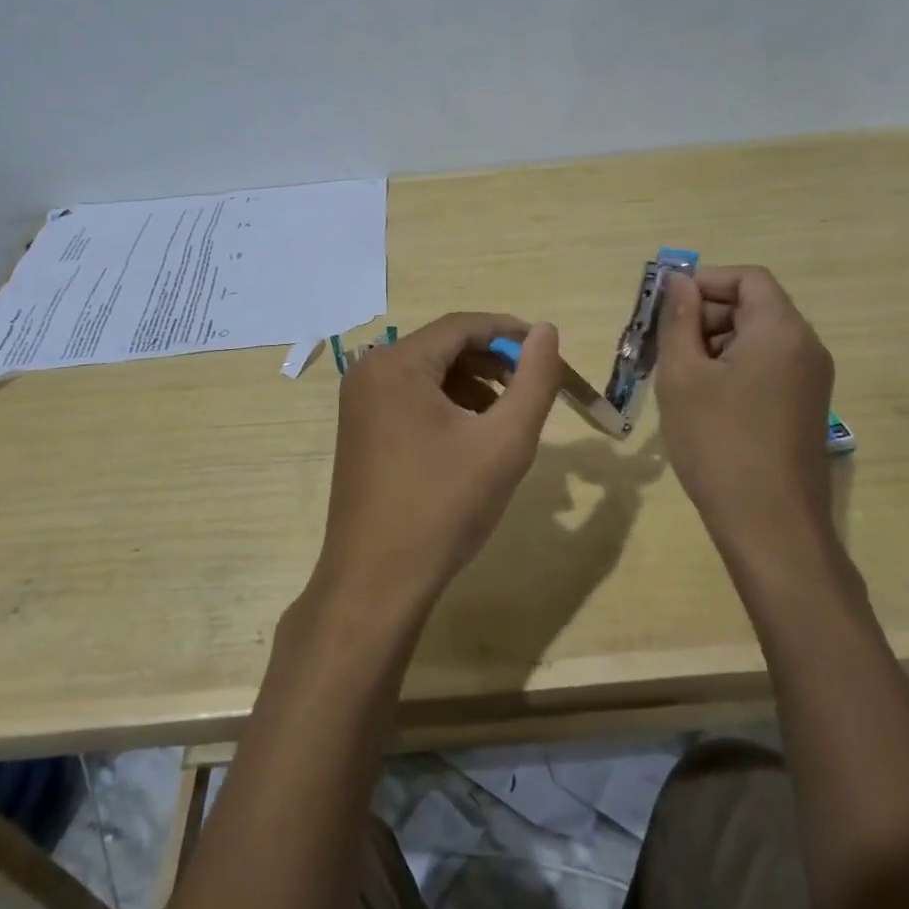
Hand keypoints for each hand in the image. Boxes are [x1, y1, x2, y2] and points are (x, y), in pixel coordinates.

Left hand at [307, 313, 563, 628]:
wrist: (376, 583)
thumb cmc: (442, 507)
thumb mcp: (503, 442)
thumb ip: (534, 381)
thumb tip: (546, 330)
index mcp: (396, 364)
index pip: (463, 326)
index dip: (510, 333)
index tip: (549, 353)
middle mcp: (370, 371)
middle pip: (445, 348)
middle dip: (494, 364)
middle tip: (533, 391)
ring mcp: (360, 402)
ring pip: (430, 374)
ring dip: (474, 387)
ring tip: (507, 421)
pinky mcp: (361, 429)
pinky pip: (412, 399)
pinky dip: (449, 407)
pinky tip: (473, 439)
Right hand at [655, 265, 835, 557]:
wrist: (770, 526)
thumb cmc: (719, 442)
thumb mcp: (684, 375)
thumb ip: (679, 320)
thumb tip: (678, 281)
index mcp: (781, 330)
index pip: (748, 277)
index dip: (704, 280)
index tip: (664, 305)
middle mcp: (805, 347)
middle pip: (754, 306)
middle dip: (704, 314)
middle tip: (660, 343)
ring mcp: (810, 380)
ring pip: (757, 339)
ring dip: (713, 343)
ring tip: (674, 375)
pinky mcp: (804, 408)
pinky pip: (766, 367)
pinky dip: (731, 368)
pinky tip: (700, 399)